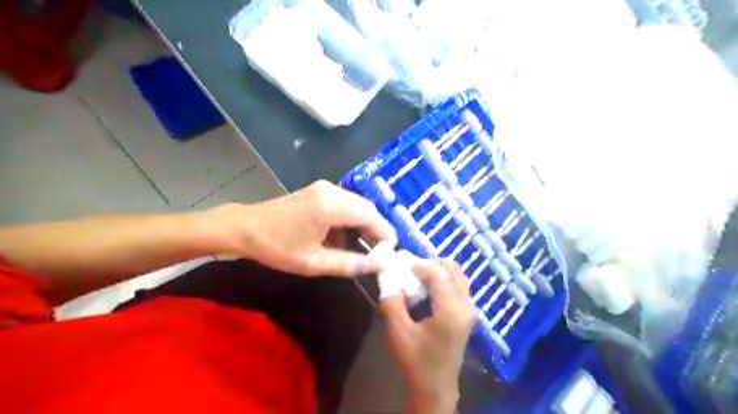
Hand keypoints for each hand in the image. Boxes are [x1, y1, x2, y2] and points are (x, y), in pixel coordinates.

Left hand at [205, 181, 394, 277]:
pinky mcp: (318, 192)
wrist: (244, 228)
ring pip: (356, 205)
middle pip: (366, 207)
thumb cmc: (277, 247)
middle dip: (376, 229)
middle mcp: (332, 191)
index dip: (384, 233)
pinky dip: (350, 220)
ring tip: (365, 247)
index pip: (370, 215)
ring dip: (363, 224)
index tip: (391, 252)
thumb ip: (348, 263)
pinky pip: (344, 204)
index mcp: (331, 205)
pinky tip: (344, 238)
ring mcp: (324, 189)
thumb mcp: (313, 262)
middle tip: (381, 251)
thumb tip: (376, 266)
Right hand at [380, 259, 478, 413]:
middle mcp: (466, 305)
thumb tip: (388, 277)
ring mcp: (470, 309)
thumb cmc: (416, 361)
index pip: (438, 273)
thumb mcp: (398, 332)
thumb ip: (391, 302)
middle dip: (429, 264)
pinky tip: (427, 289)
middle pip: (452, 268)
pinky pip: (458, 284)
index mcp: (451, 311)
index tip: (400, 265)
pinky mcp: (468, 313)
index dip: (418, 264)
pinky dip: (442, 279)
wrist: (436, 387)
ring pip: (457, 274)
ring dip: (437, 270)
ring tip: (417, 278)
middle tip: (410, 271)